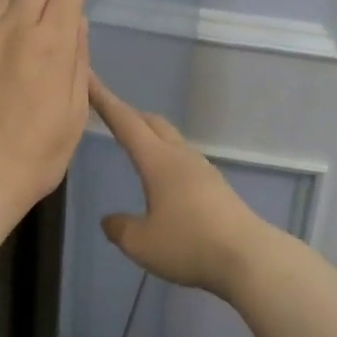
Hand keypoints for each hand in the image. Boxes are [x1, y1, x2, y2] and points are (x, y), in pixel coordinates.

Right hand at [88, 73, 274, 299]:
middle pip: (152, 123)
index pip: (126, 123)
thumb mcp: (141, 243)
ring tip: (135, 145)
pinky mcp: (216, 185)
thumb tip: (110, 219)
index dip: (105, 101)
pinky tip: (163, 179)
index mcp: (158, 161)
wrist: (247, 256)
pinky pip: (183, 161)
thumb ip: (121, 228)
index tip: (89, 80)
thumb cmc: (188, 244)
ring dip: (151, 136)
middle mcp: (180, 156)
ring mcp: (202, 169)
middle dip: (129, 115)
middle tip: (109, 112)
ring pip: (171, 140)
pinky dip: (166, 158)